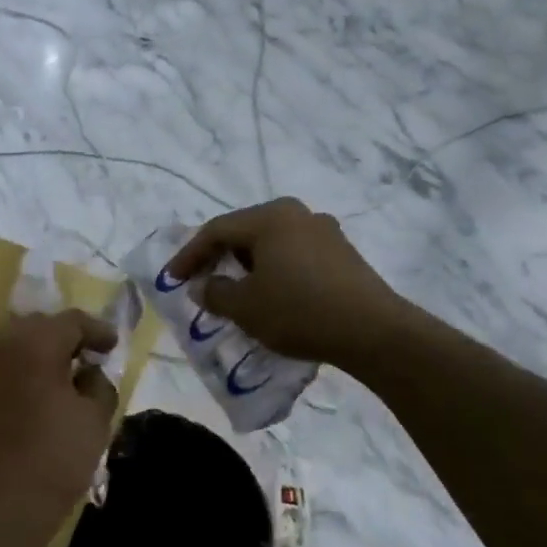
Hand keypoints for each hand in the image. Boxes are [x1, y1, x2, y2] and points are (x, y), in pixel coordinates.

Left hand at [0, 310, 117, 546]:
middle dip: (66, 337)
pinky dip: (20, 367)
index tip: (113, 345)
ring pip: (15, 342)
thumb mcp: (95, 419)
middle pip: (40, 326)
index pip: (72, 321)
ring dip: (40, 351)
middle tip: (89, 358)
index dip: (97, 331)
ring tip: (63, 374)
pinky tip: (36, 389)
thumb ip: (99, 383)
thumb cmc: (53, 459)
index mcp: (34, 342)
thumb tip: (89, 371)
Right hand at [165, 199, 410, 371]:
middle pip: (244, 231)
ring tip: (234, 289)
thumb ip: (214, 293)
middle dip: (218, 256)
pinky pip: (293, 254)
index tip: (172, 279)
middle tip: (200, 279)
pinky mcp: (342, 253)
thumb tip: (202, 286)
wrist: (374, 332)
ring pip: (270, 243)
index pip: (216, 231)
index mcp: (269, 217)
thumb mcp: (244, 307)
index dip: (189, 255)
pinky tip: (270, 293)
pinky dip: (273, 269)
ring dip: (246, 264)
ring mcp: (324, 231)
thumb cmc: (299, 311)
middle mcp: (297, 214)